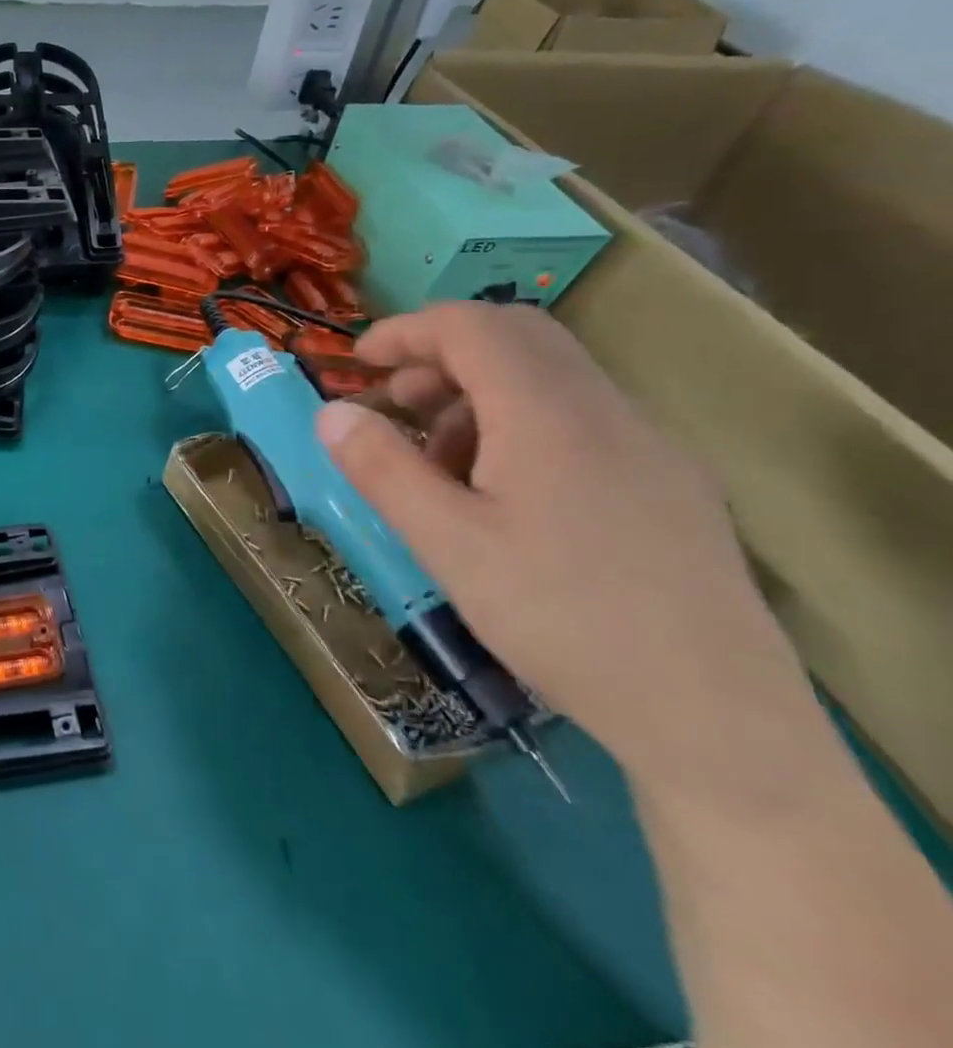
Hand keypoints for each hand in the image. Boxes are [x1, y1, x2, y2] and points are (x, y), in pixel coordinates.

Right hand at [315, 302, 826, 797]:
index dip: (405, 331)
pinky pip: (583, 418)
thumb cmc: (561, 619)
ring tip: (441, 464)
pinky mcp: (670, 485)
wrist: (716, 720)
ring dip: (480, 394)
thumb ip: (382, 468)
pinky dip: (522, 423)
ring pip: (551, 377)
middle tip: (397, 402)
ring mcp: (649, 446)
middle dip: (442, 355)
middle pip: (517, 336)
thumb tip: (331, 412)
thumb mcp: (447, 544)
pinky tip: (504, 495)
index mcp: (548, 414)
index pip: (470, 327)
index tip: (357, 362)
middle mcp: (606, 410)